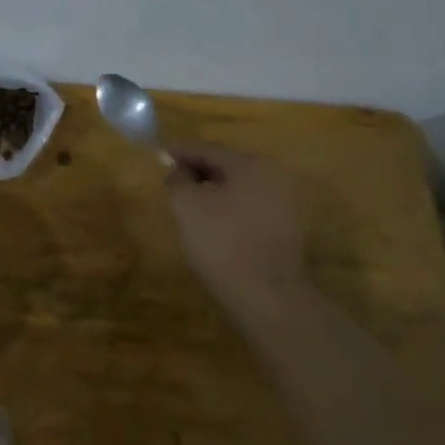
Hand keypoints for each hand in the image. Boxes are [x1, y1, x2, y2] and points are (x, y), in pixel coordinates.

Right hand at [165, 143, 310, 316]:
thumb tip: (179, 170)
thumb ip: (179, 179)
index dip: (180, 150)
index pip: (209, 149)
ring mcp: (285, 204)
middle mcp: (275, 177)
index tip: (159, 150)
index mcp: (252, 165)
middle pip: (227, 166)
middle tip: (171, 177)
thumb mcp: (187, 205)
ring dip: (212, 190)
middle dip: (197, 170)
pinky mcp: (285, 229)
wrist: (267, 296)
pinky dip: (227, 207)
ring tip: (187, 200)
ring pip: (239, 188)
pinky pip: (248, 207)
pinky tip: (210, 221)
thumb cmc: (222, 242)